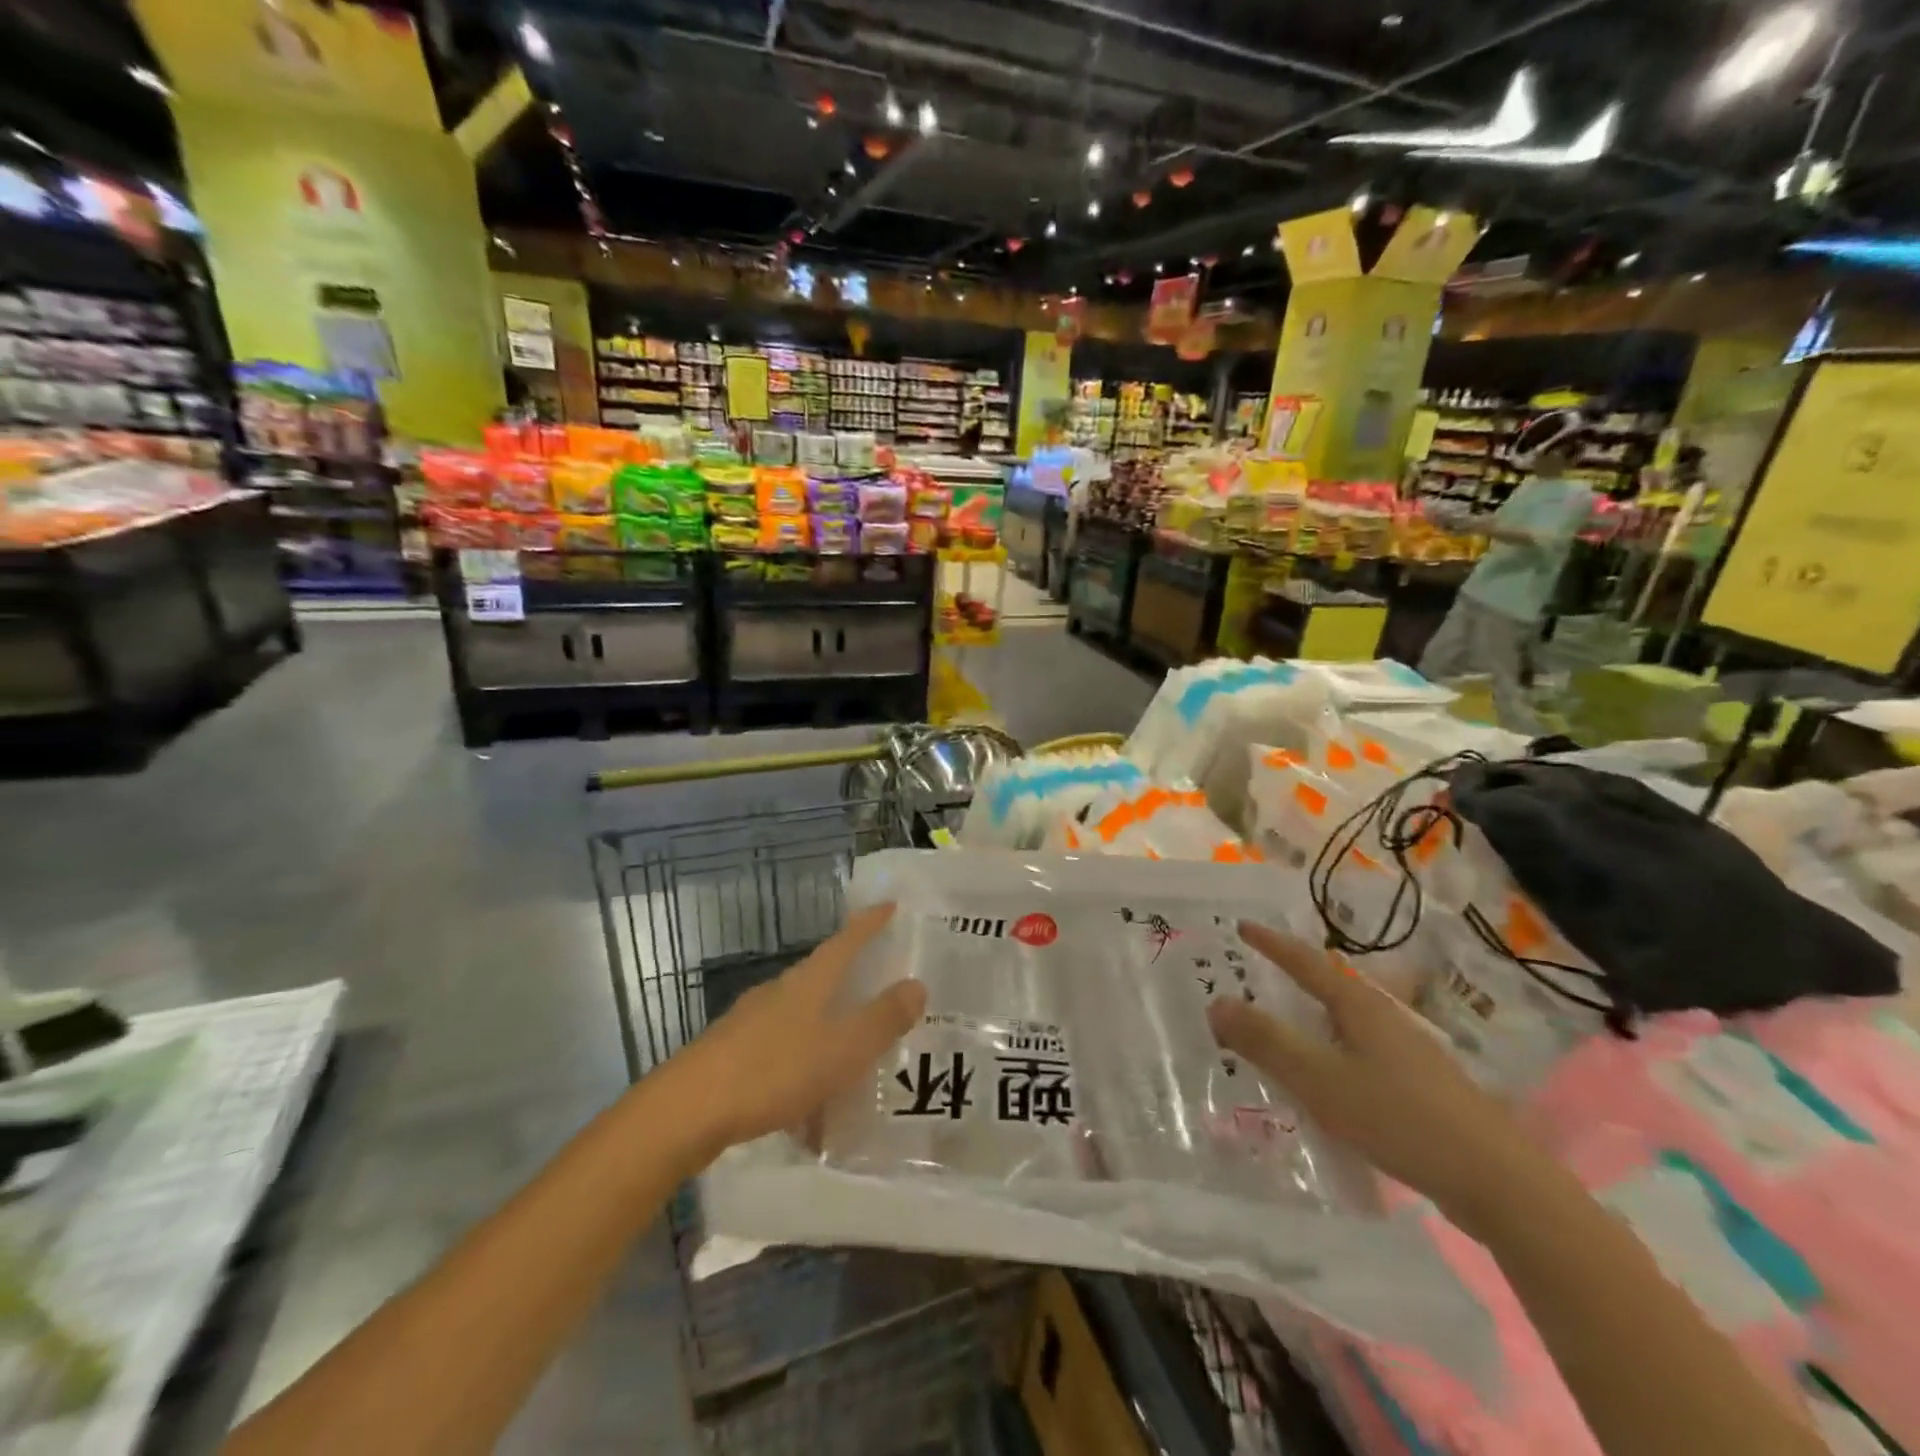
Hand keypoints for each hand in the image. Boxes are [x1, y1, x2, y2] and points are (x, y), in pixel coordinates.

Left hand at [669, 903, 924, 1157]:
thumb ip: (881, 1019)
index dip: (869, 923)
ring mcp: (751, 1022)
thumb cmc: (773, 1070)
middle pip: (822, 977)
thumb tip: (917, 984)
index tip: (889, 905)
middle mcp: (779, 992)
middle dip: (851, 983)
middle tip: (881, 993)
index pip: (846, 941)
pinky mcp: (732, 1055)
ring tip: (852, 1067)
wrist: (687, 1111)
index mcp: (808, 982)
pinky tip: (808, 1117)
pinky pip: (781, 1057)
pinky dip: (803, 1075)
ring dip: (827, 1037)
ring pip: (802, 1021)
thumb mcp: (841, 1049)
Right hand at [1210, 922, 1547, 1233]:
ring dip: (1310, 1020)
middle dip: (1291, 978)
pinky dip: (1330, 1053)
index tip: (1242, 927)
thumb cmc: (1400, 1118)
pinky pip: (1358, 1054)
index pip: (1306, 962)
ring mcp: (1407, 1053)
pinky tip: (1325, 1083)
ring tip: (1281, 1029)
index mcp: (1359, 1007)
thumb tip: (1216, 1003)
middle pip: (1329, 988)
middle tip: (1255, 976)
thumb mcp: (1320, 1080)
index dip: (1272, 944)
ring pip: (1345, 1024)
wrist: (1497, 1182)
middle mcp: (1384, 1019)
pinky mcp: (1420, 1087)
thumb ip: (1266, 1042)